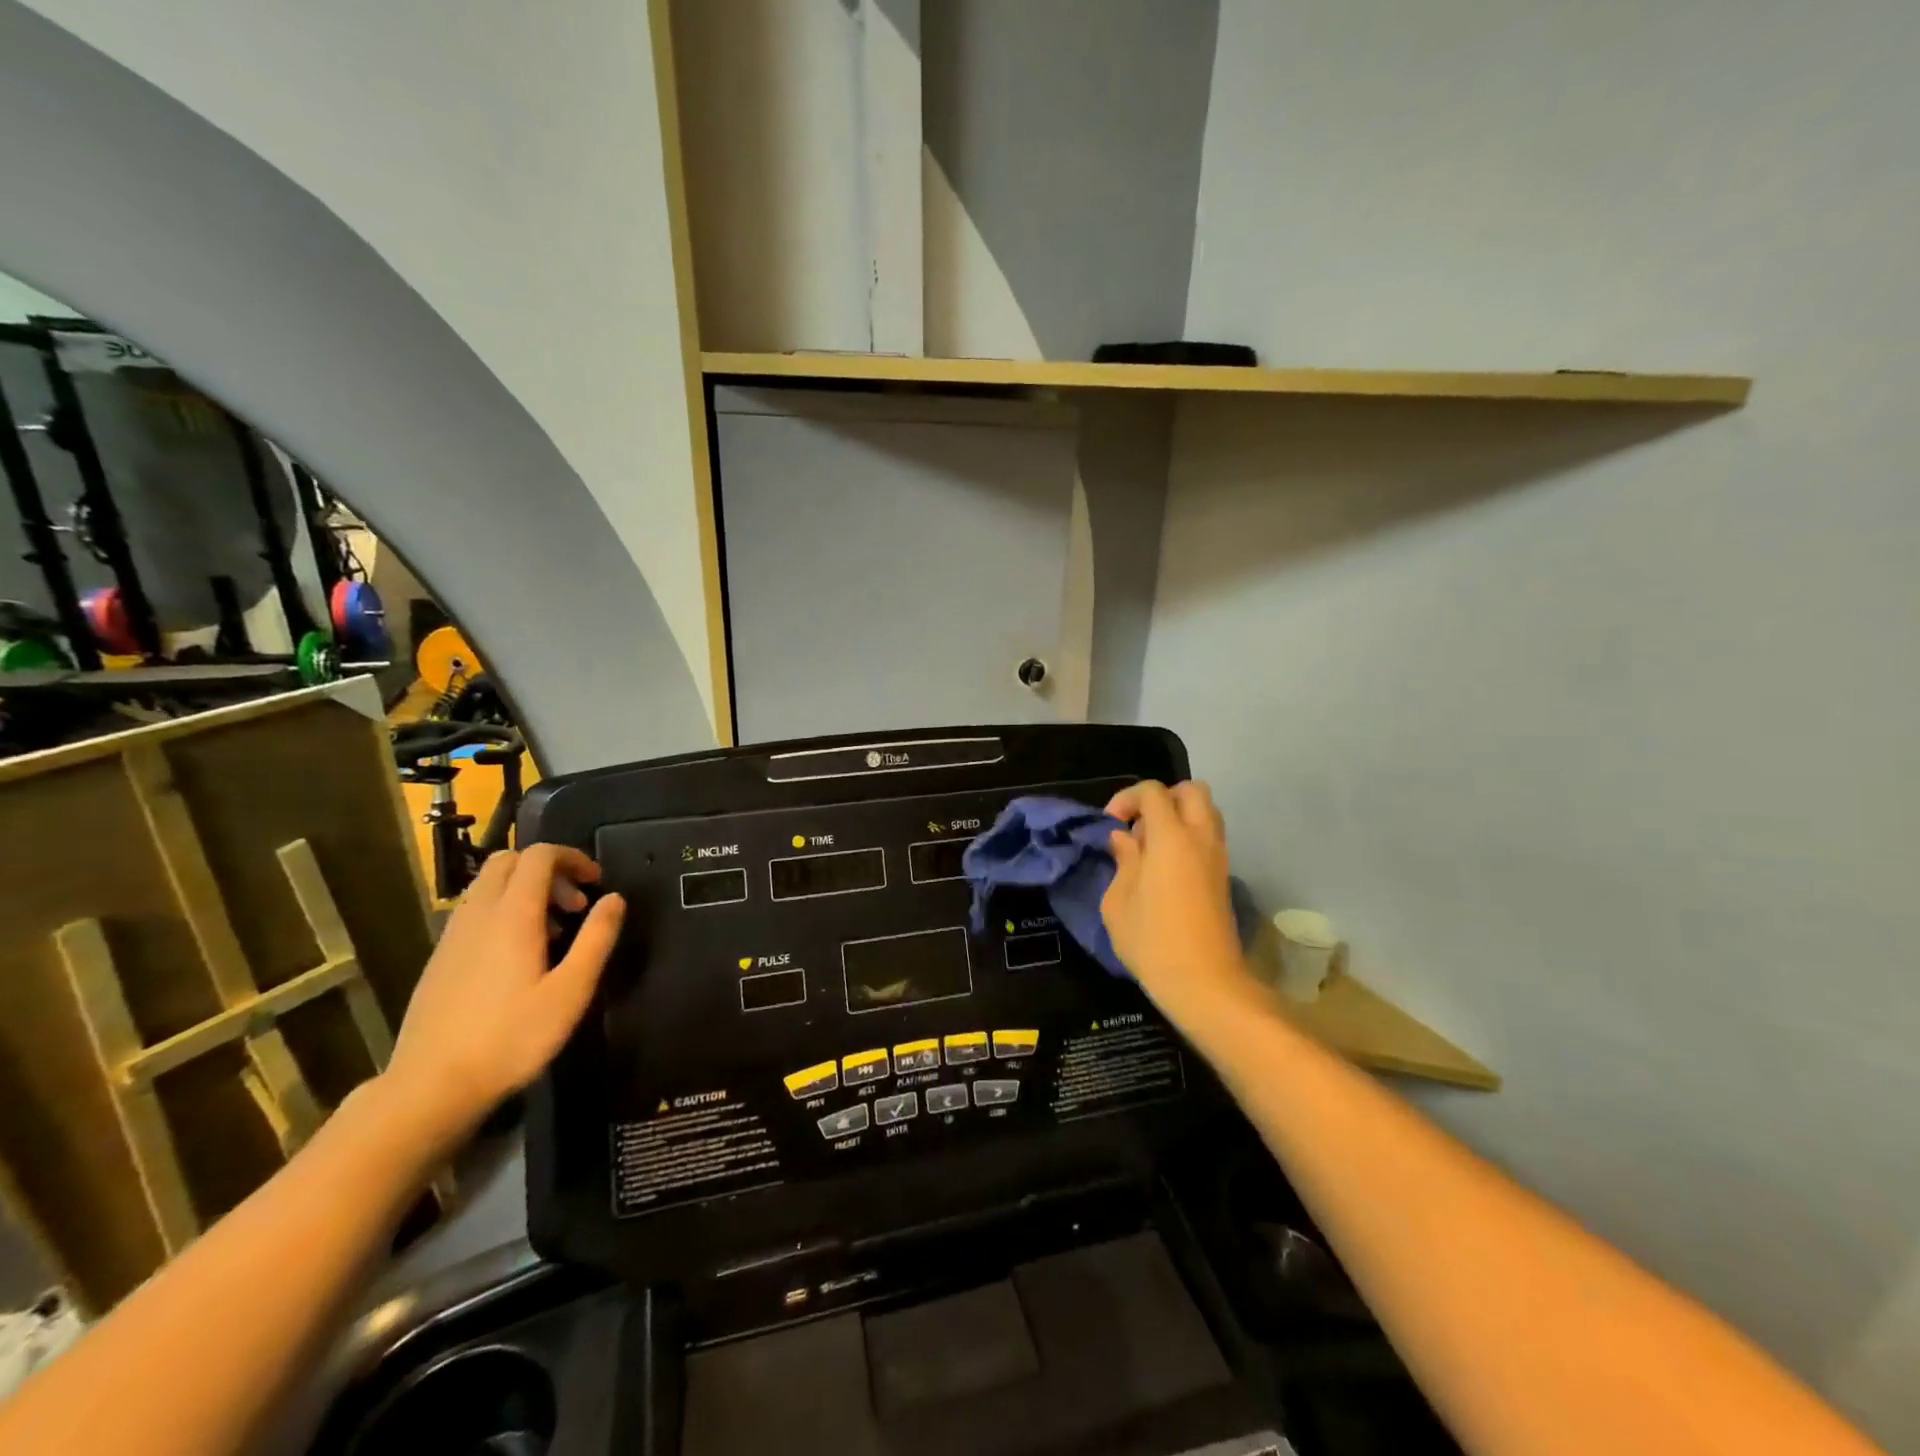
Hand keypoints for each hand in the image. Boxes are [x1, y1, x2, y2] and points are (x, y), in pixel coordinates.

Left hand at [378, 844, 624, 1152]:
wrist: (430, 1088)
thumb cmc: (511, 1038)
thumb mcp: (571, 991)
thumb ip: (597, 939)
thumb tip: (615, 898)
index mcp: (512, 915)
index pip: (539, 856)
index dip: (573, 858)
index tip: (597, 882)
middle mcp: (478, 914)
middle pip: (509, 861)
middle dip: (549, 870)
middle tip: (576, 904)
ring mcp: (453, 936)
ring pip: (489, 886)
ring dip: (526, 891)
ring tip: (555, 932)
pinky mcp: (440, 958)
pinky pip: (476, 912)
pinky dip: (504, 912)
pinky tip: (520, 956)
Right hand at [1102, 780, 1259, 1024]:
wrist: (1205, 982)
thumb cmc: (1152, 941)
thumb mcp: (1118, 901)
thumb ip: (1122, 860)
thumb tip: (1124, 839)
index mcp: (1171, 838)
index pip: (1153, 792)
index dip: (1127, 798)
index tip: (1111, 824)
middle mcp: (1200, 838)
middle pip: (1192, 791)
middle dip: (1161, 798)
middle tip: (1138, 825)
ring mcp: (1218, 857)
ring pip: (1206, 812)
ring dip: (1178, 816)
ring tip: (1151, 846)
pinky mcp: (1224, 877)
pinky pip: (1209, 837)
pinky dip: (1189, 837)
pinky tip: (1165, 868)